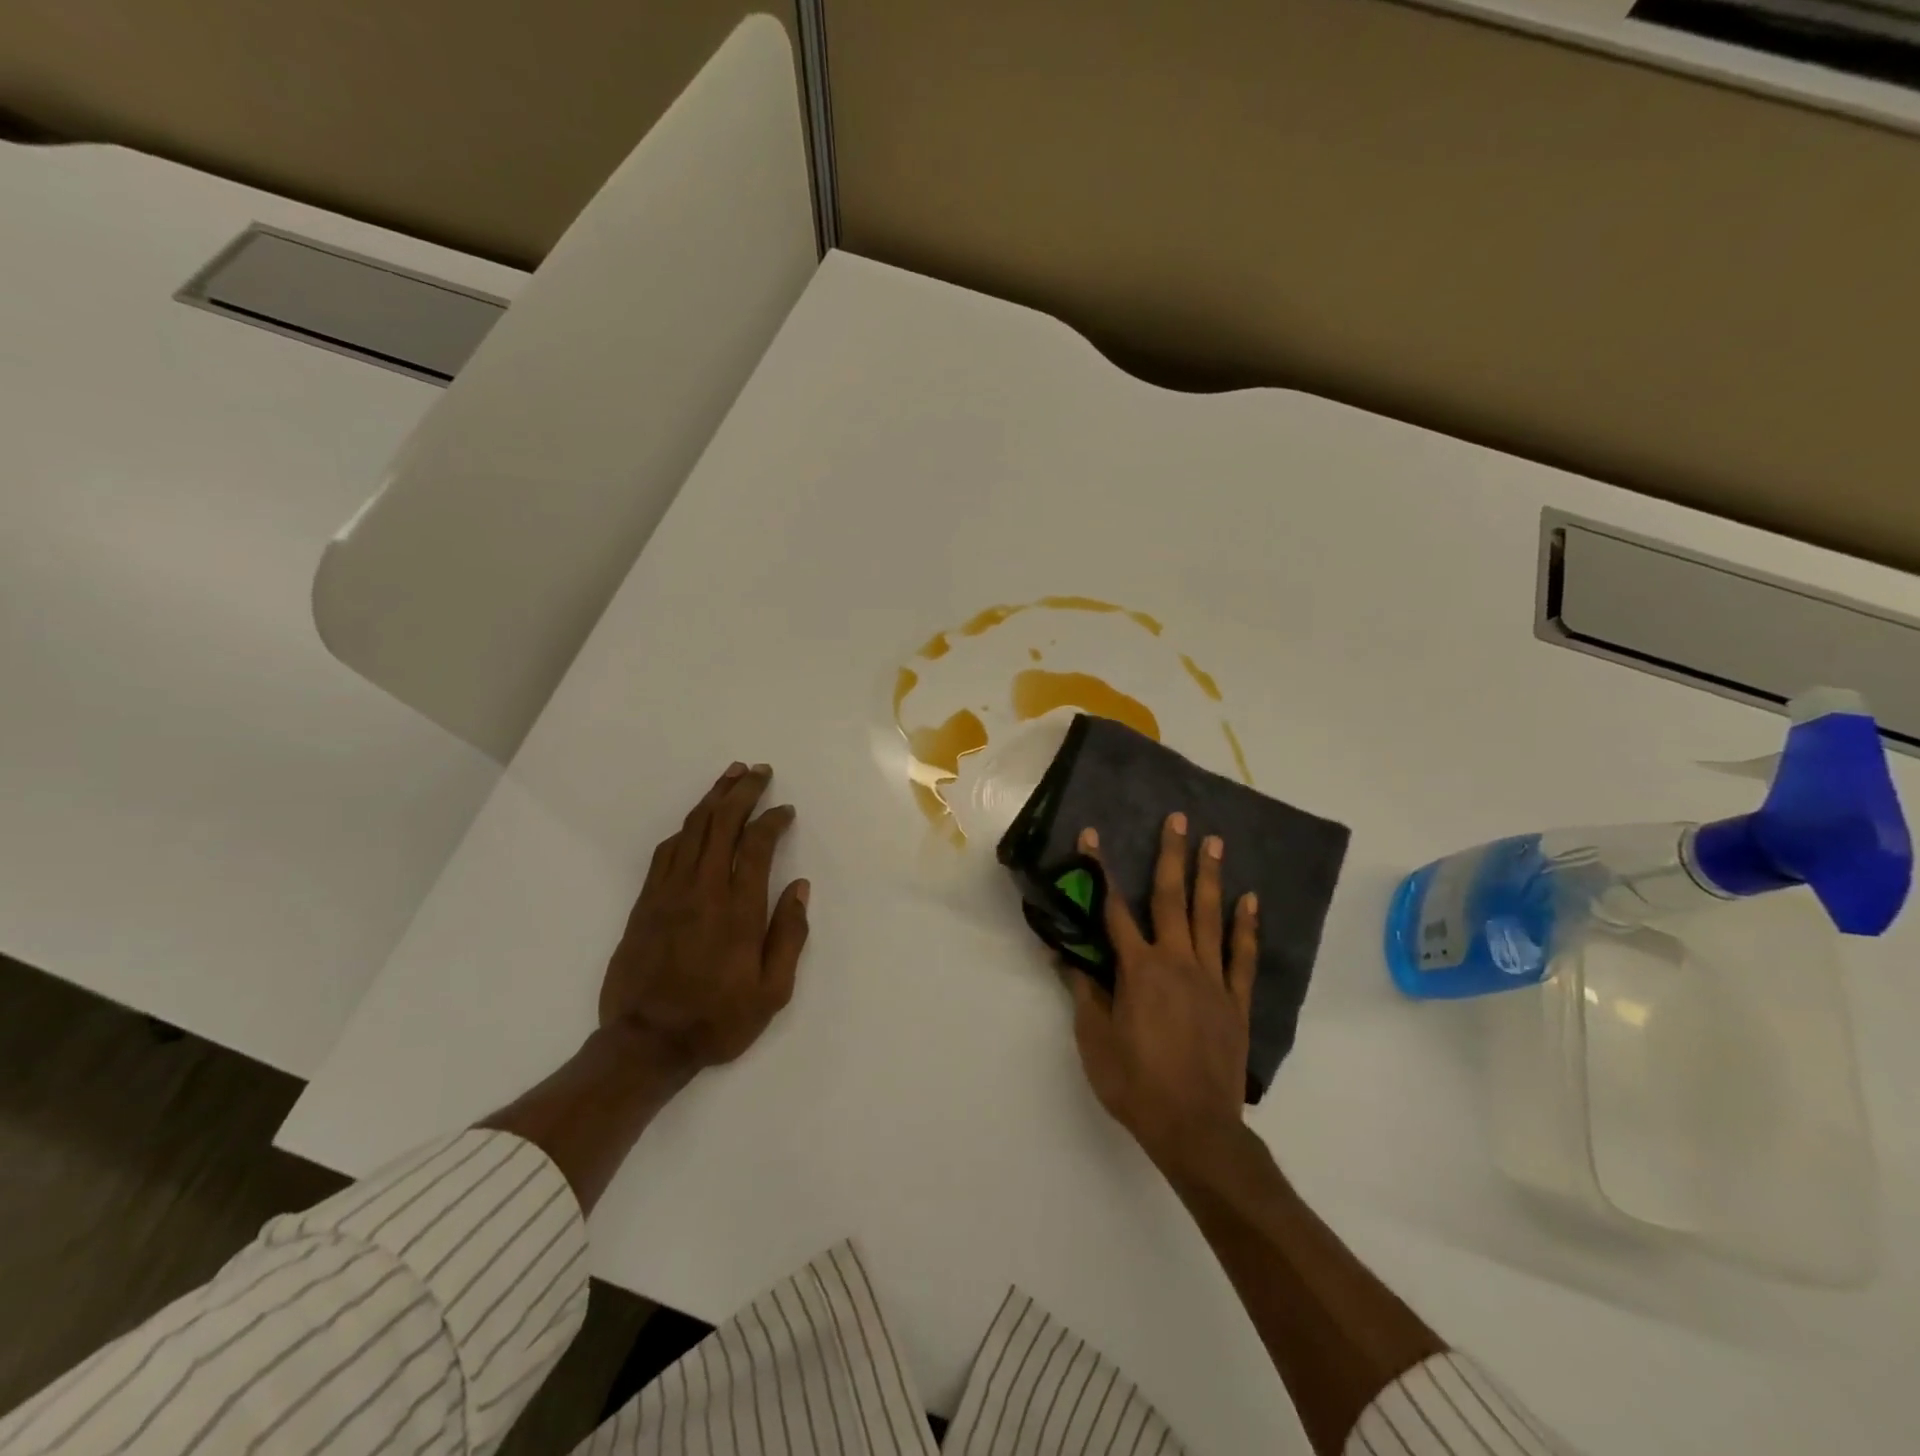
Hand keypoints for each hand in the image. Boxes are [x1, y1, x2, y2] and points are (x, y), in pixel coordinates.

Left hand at [601, 762, 810, 1081]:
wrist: (646, 1042)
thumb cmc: (718, 1019)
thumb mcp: (773, 991)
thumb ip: (789, 935)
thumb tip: (799, 887)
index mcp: (739, 909)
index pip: (757, 845)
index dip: (773, 820)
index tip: (786, 810)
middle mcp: (703, 889)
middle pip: (722, 824)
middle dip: (742, 792)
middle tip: (758, 770)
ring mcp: (669, 892)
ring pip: (692, 830)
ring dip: (712, 799)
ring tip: (729, 777)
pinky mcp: (646, 902)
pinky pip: (666, 851)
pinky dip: (685, 829)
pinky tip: (695, 821)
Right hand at [1065, 812, 1258, 1172]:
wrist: (1195, 1129)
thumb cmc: (1136, 1084)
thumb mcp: (1095, 1039)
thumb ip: (1083, 991)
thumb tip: (1063, 953)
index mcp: (1138, 970)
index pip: (1113, 909)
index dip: (1100, 871)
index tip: (1093, 837)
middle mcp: (1176, 962)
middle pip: (1172, 899)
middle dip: (1172, 855)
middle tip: (1178, 819)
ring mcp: (1211, 979)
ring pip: (1210, 917)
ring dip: (1210, 877)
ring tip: (1214, 841)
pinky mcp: (1236, 1001)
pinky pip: (1242, 956)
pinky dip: (1246, 926)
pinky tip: (1250, 900)